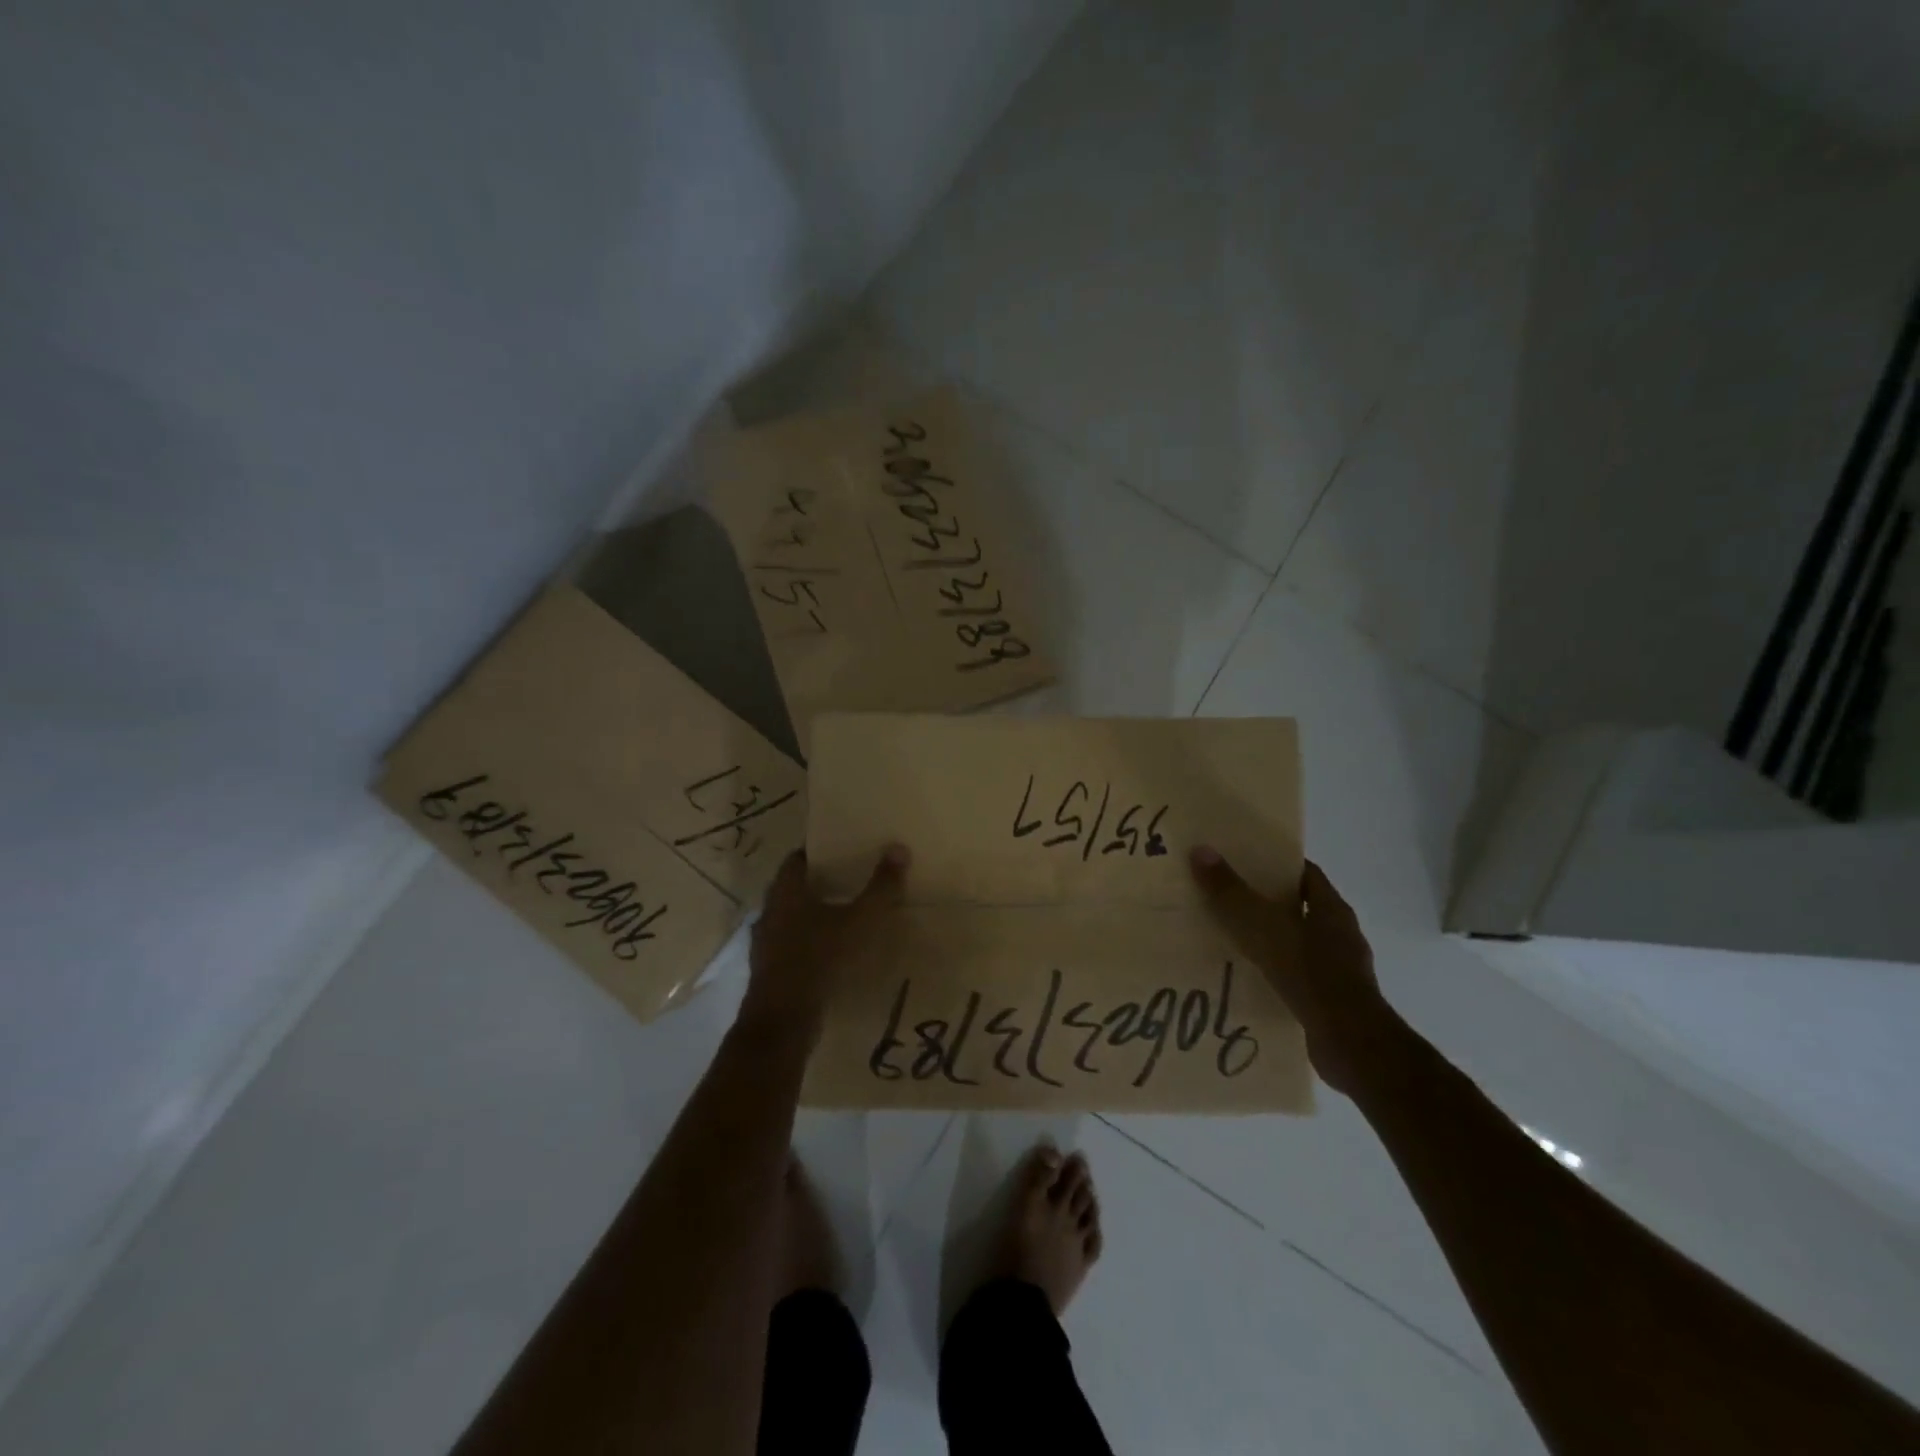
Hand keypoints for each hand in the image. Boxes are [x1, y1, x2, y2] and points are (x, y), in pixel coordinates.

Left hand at [741, 846, 908, 1036]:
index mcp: (786, 892)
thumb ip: (881, 887)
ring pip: (791, 919)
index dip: (819, 852)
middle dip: (820, 883)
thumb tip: (898, 848)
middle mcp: (770, 912)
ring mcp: (765, 944)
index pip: (798, 859)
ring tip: (846, 914)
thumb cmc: (820, 959)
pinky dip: (809, 942)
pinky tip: (832, 951)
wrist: (783, 1021)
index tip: (843, 849)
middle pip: (794, 888)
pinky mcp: (769, 971)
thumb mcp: (860, 921)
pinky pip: (791, 946)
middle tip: (852, 879)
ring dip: (814, 915)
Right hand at [1189, 849, 1394, 1094]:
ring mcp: (1339, 970)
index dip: (1276, 865)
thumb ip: (1230, 892)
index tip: (1242, 861)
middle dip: (1265, 902)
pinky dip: (1273, 973)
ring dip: (1268, 940)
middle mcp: (1340, 935)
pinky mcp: (1330, 1001)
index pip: (1305, 874)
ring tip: (1227, 938)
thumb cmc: (1309, 973)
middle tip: (1225, 897)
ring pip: (1296, 943)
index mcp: (1332, 909)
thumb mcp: (1262, 927)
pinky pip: (1296, 976)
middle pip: (1299, 908)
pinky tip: (1245, 977)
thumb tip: (1200, 850)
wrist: (1350, 1043)